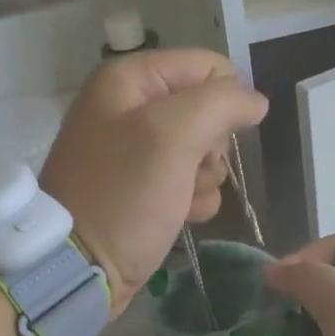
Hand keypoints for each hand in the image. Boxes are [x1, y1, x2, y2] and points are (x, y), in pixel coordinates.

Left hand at [41, 49, 268, 312]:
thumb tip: (256, 100)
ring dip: (205, 178)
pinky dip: (193, 200)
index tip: (219, 137)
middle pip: (207, 110)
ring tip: (180, 198)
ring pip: (204, 150)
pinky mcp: (143, 189)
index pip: (207, 67)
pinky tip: (179, 216)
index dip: (224, 100)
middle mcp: (129, 108)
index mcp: (128, 80)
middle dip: (211, 146)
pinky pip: (190, 183)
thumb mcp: (171, 136)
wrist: (79, 269)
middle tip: (191, 168)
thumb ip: (220, 104)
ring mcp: (136, 151)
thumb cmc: (123, 195)